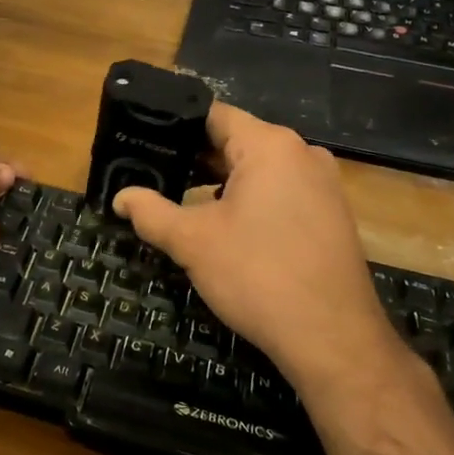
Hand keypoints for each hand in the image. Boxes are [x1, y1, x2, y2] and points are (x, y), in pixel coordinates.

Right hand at [113, 104, 408, 395]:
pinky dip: (250, 199)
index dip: (174, 127)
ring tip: (181, 200)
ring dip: (221, 182)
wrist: (333, 339)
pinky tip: (226, 226)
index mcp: (270, 145)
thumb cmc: (258, 276)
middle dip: (194, 159)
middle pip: (236, 141)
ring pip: (259, 169)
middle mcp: (302, 153)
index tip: (144, 142)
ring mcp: (322, 184)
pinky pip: (281, 191)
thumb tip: (120, 197)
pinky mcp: (331, 214)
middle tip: (153, 175)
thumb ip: (151, 212)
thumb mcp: (193, 242)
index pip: (213, 115)